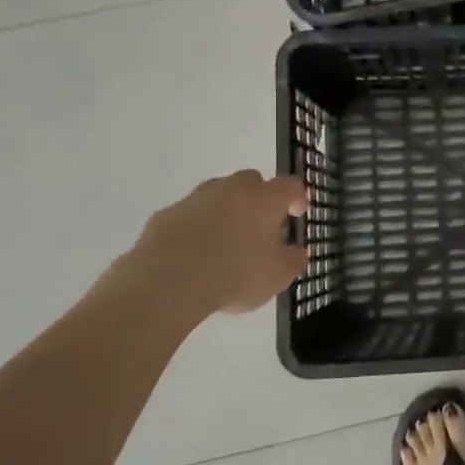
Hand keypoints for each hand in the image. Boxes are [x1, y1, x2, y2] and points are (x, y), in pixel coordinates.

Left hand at [107, 170, 308, 328]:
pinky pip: (189, 215)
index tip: (297, 212)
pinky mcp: (166, 214)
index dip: (297, 197)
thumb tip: (297, 251)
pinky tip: (195, 252)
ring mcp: (195, 198)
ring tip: (226, 240)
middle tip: (261, 225)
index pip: (290, 185)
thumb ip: (293, 260)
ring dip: (226, 210)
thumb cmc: (234, 276)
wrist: (166, 283)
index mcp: (264, 199)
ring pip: (218, 194)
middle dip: (259, 198)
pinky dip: (197, 226)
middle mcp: (231, 189)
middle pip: (252, 181)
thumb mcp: (278, 276)